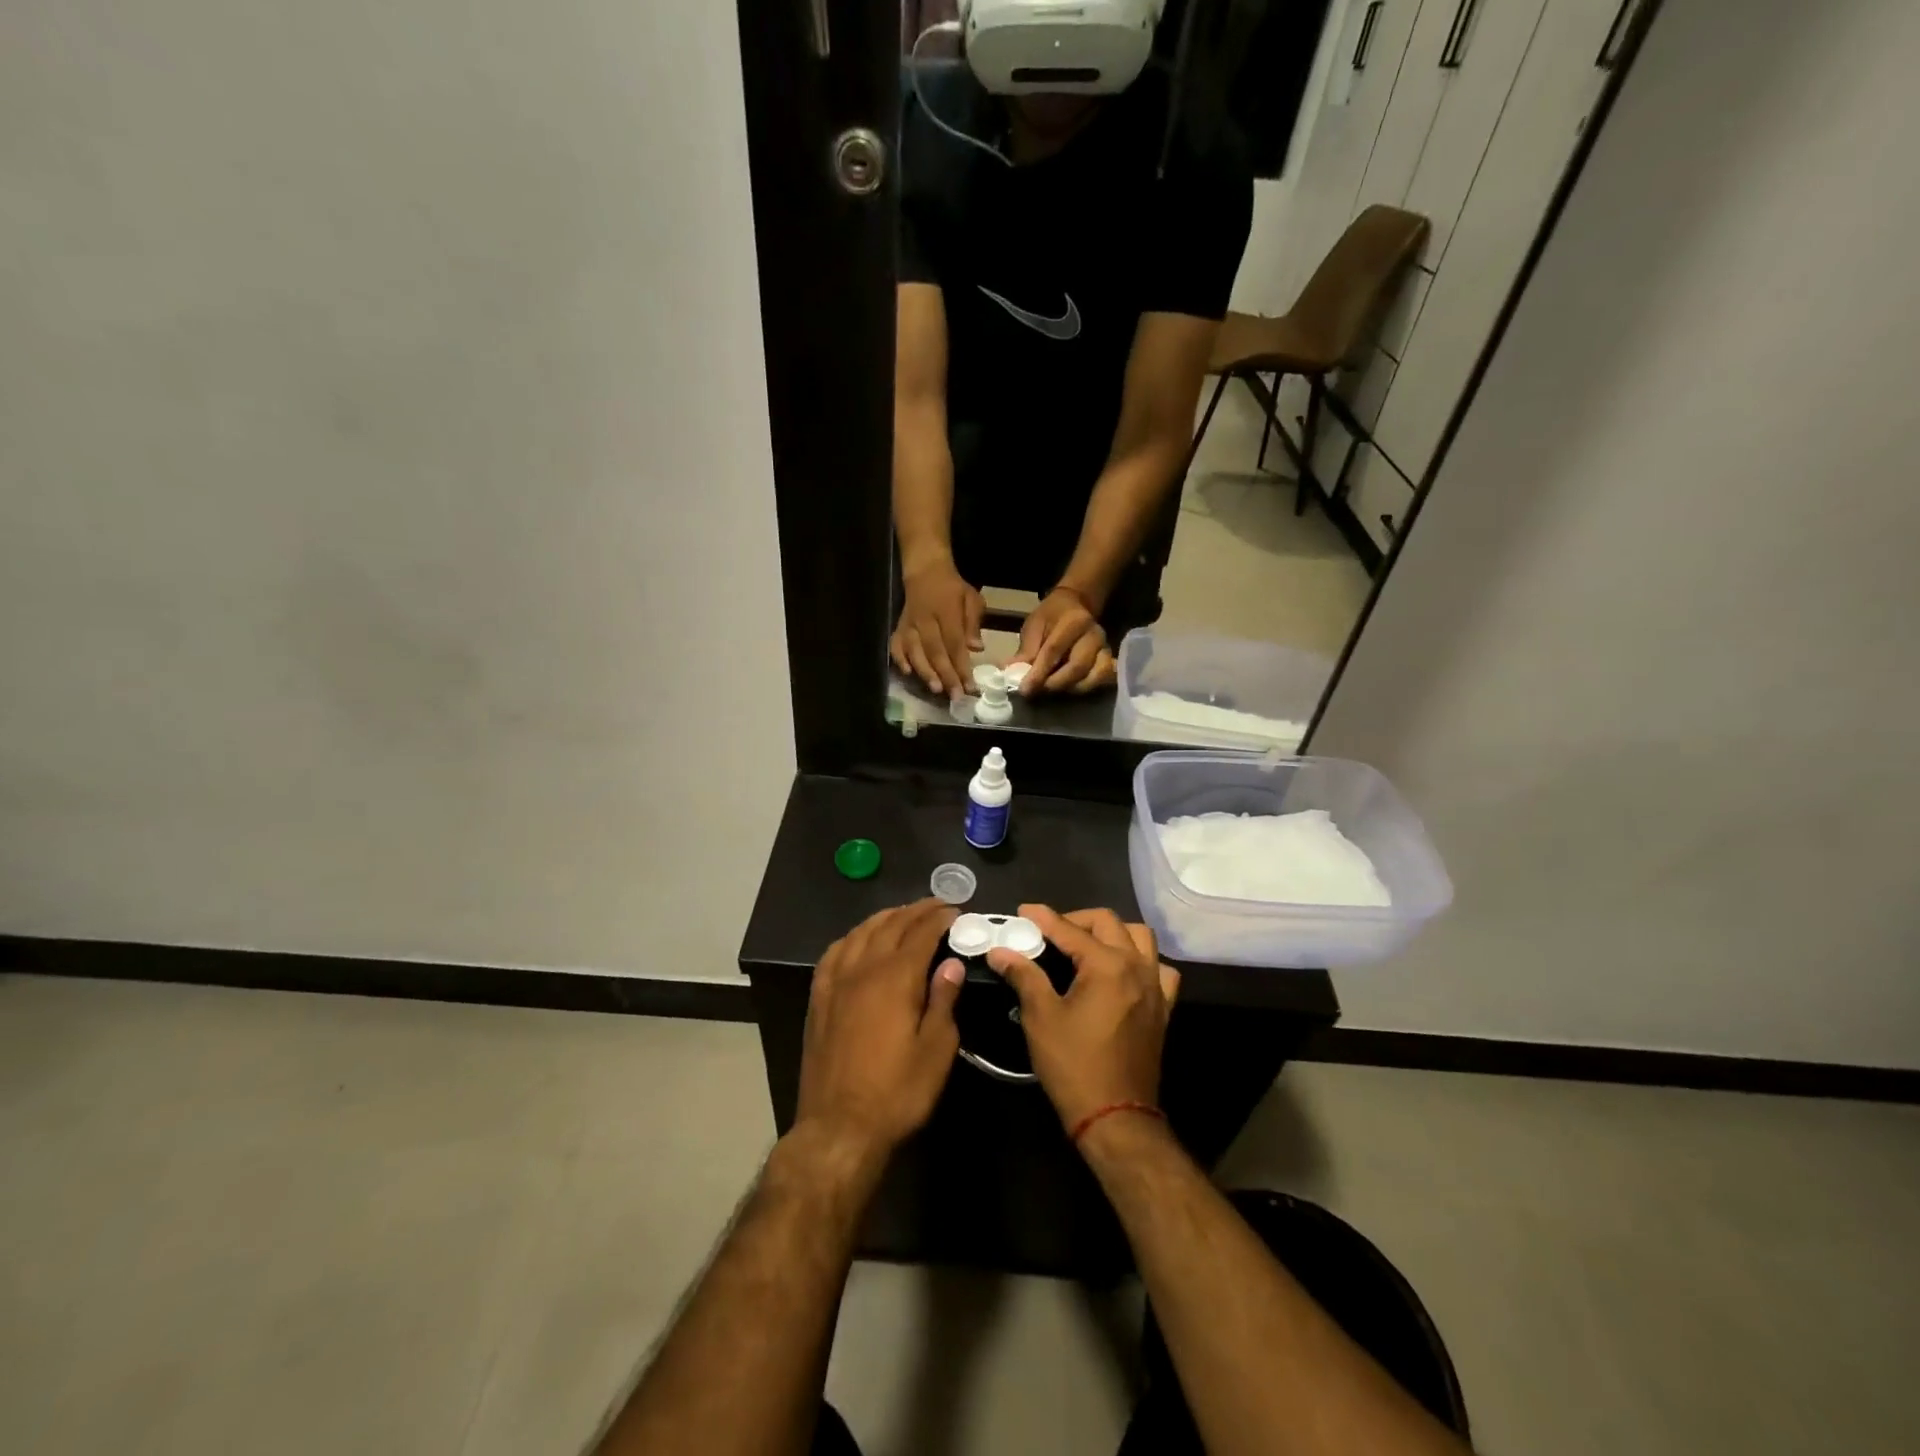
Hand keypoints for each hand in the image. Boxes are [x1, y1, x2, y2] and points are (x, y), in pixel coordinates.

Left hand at [795, 900, 965, 1162]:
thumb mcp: (935, 1051)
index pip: (921, 934)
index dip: (939, 919)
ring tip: (902, 914)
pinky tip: (858, 940)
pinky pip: (834, 953)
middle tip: (936, 905)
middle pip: (890, 926)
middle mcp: (863, 970)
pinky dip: (852, 937)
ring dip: (884, 918)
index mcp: (895, 979)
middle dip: (915, 911)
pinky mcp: (819, 999)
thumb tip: (951, 964)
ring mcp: (836, 982)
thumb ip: (943, 1001)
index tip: (955, 911)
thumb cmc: (897, 1092)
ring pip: (860, 933)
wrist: (839, 1127)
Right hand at [890, 563, 984, 698]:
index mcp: (946, 610)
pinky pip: (896, 644)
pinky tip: (908, 673)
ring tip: (936, 689)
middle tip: (955, 696)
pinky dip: (899, 659)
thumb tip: (976, 649)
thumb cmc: (953, 589)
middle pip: (935, 650)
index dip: (962, 666)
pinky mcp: (899, 627)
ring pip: (915, 650)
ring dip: (925, 671)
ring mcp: (909, 623)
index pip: (954, 643)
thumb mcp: (971, 599)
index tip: (970, 687)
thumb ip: (973, 624)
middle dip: (945, 675)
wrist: (926, 571)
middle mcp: (925, 619)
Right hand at [986, 904, 1180, 1131]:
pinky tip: (1122, 972)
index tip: (1022, 912)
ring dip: (1112, 933)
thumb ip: (1024, 975)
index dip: (1043, 918)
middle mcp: (1136, 966)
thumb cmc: (1074, 1064)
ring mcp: (1154, 986)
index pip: (1069, 930)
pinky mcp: (1162, 1007)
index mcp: (1107, 965)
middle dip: (1076, 920)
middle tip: (1049, 933)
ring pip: (1139, 937)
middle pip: (1107, 923)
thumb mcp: (1041, 1017)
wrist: (1115, 1116)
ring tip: (1086, 946)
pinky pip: (1158, 969)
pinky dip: (1141, 960)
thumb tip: (1000, 950)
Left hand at [1013, 589, 1115, 695]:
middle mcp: (1094, 635)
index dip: (1038, 673)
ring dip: (1069, 689)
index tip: (1024, 689)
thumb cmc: (1051, 616)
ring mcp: (1105, 649)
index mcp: (1074, 621)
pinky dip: (1084, 688)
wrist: (1075, 606)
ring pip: (1092, 678)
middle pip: (1077, 667)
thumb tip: (1011, 675)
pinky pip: (1102, 680)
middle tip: (1036, 692)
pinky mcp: (1109, 660)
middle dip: (1054, 684)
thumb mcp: (1034, 626)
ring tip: (1051, 690)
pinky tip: (1068, 689)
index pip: (1054, 651)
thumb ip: (1026, 651)